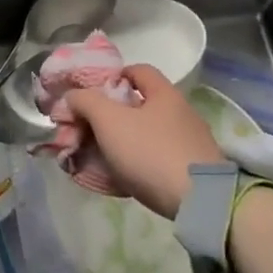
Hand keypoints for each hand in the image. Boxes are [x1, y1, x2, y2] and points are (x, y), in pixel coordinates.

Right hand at [66, 63, 225, 218]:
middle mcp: (181, 113)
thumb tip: (72, 96)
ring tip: (101, 159)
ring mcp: (190, 143)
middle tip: (89, 131)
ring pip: (147, 135)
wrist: (200, 202)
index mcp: (164, 93)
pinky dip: (139, 165)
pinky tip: (124, 179)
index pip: (137, 70)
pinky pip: (158, 160)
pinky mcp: (193, 171)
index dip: (112, 77)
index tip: (92, 96)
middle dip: (111, 117)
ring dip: (124, 143)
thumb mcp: (109, 121)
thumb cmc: (151, 151)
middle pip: (139, 105)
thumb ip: (86, 102)